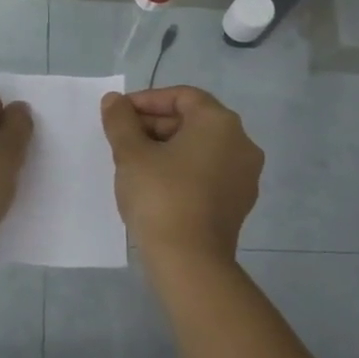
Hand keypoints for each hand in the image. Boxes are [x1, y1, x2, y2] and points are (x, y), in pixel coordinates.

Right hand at [100, 85, 262, 263]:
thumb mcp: (131, 154)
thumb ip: (120, 121)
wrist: (189, 260)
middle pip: (193, 121)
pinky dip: (183, 170)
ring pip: (200, 148)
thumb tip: (114, 101)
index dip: (147, 100)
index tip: (119, 115)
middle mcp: (241, 143)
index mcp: (220, 123)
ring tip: (134, 163)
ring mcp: (244, 175)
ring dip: (167, 148)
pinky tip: (155, 186)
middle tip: (122, 139)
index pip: (182, 96)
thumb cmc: (160, 196)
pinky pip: (208, 173)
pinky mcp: (239, 202)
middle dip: (155, 125)